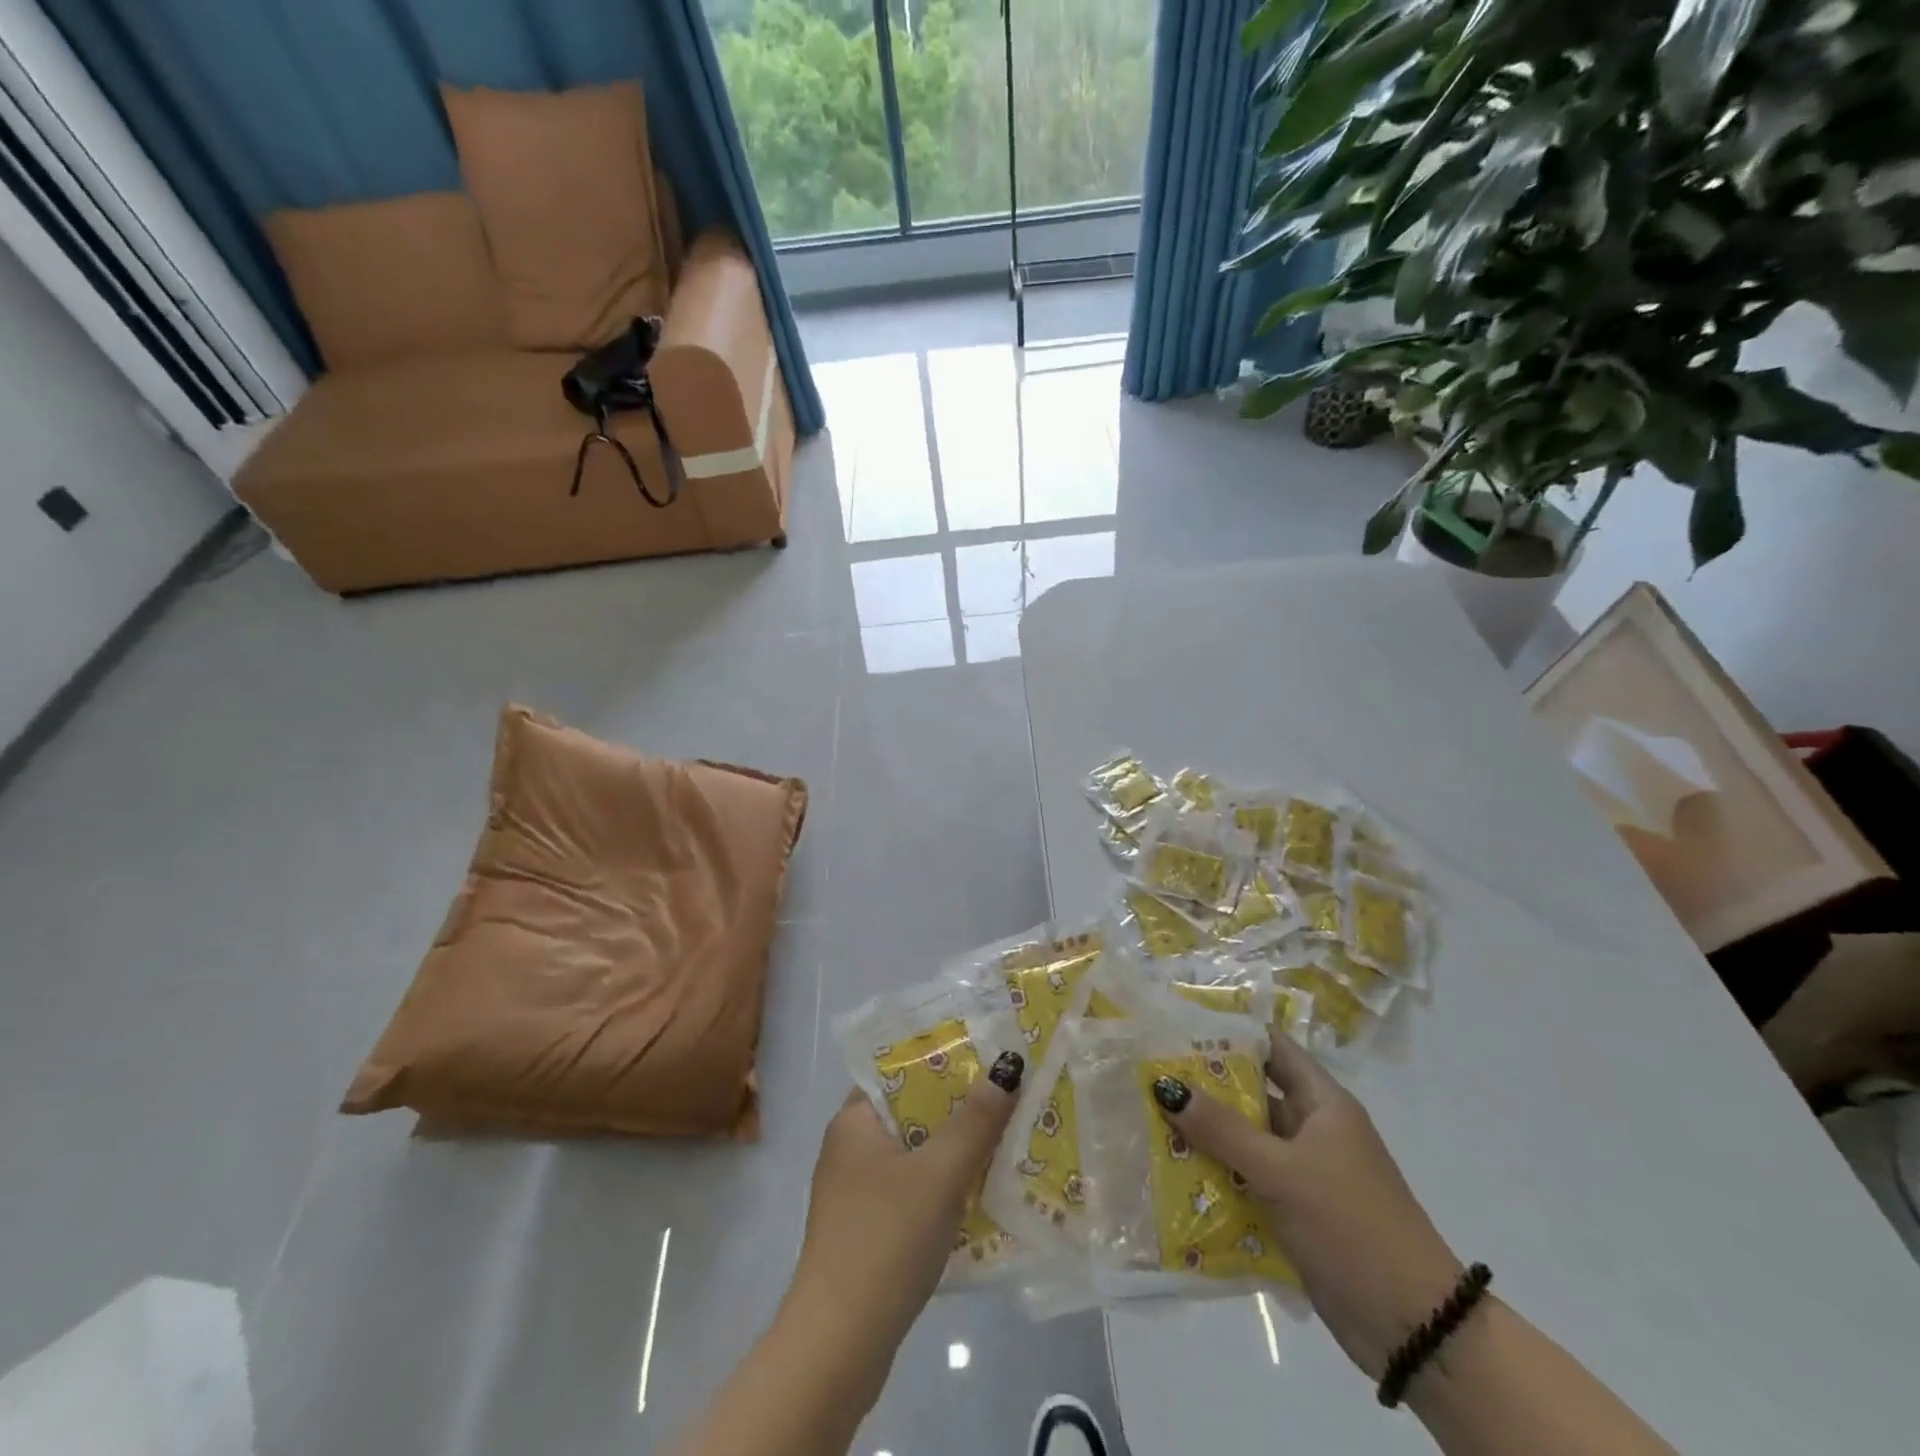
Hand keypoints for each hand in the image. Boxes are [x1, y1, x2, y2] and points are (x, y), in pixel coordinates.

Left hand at [788, 1051, 1023, 1351]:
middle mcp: (850, 1147)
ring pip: (915, 1154)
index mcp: (855, 1120)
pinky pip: (912, 1190)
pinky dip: (942, 1187)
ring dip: (954, 1150)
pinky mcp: (867, 1230)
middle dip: (958, 1108)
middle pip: (912, 1112)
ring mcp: (855, 1192)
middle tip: (1006, 1097)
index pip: (900, 1070)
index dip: (943, 1060)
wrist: (839, 1345)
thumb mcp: (939, 1173)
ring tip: (1004, 1140)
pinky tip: (978, 1195)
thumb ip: (975, 1121)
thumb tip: (1007, 1067)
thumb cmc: (886, 1239)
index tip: (986, 1056)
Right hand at [1152, 1037, 1461, 1380]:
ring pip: (1246, 1140)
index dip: (1230, 1032)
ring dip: (1205, 1135)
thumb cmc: (1352, 1226)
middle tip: (1148, 1073)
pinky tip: (1173, 1174)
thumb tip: (1165, 1085)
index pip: (1272, 1048)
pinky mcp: (1296, 1212)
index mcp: (1323, 1103)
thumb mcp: (1283, 1172)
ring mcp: (1305, 1173)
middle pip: (1253, 1094)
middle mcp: (1313, 1130)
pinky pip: (1248, 1181)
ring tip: (1149, 1119)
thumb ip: (1223, 1129)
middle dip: (1205, 1086)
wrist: (1416, 1329)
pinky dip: (1217, 1176)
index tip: (1179, 1024)